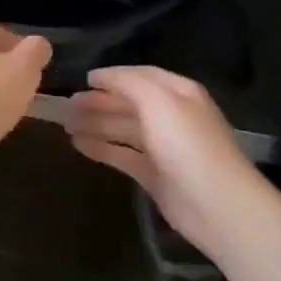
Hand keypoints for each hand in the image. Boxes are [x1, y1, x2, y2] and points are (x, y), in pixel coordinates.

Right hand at [67, 66, 279, 257]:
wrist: (215, 204)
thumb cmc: (186, 144)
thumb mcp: (158, 101)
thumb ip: (128, 83)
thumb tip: (99, 76)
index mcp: (177, 93)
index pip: (140, 76)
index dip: (112, 76)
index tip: (82, 79)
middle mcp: (171, 116)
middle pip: (129, 103)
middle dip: (99, 101)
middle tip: (66, 104)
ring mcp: (162, 147)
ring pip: (123, 129)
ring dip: (96, 124)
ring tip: (65, 124)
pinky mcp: (154, 174)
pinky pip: (122, 155)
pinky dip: (101, 148)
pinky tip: (77, 144)